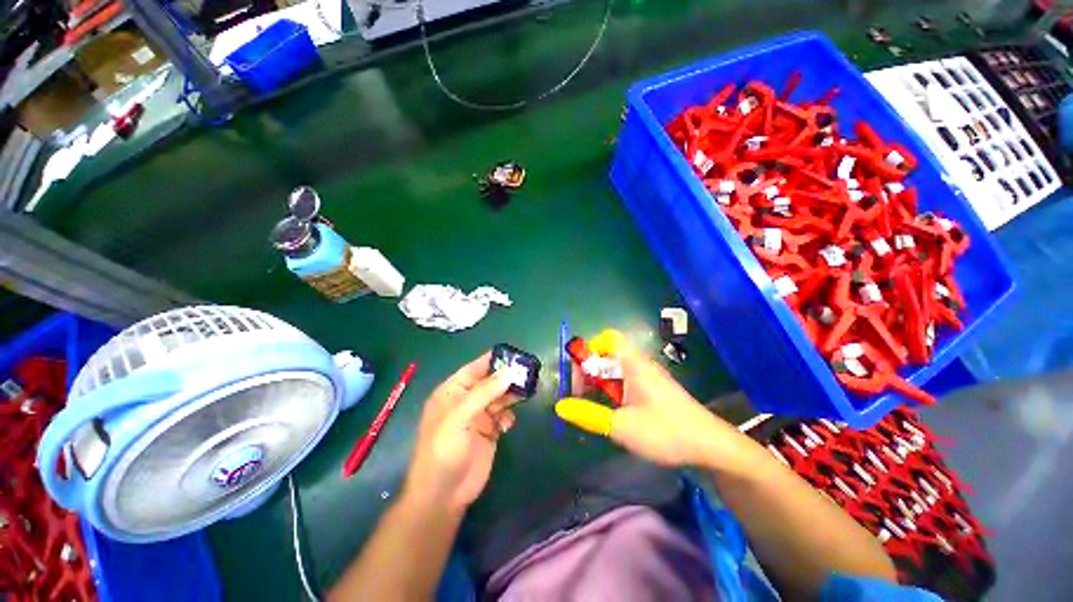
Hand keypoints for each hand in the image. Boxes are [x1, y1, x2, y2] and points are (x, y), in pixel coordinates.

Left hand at [403, 353, 518, 512]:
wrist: (444, 495)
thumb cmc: (444, 450)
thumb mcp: (460, 417)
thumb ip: (484, 392)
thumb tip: (509, 371)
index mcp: (453, 391)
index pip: (475, 368)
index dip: (493, 360)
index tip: (515, 354)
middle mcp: (467, 400)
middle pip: (491, 381)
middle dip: (507, 377)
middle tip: (528, 373)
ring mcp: (479, 416)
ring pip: (500, 397)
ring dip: (512, 394)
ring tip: (527, 392)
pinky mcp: (490, 430)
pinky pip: (504, 415)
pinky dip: (509, 416)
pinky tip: (508, 424)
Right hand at [556, 330, 729, 467]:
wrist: (711, 447)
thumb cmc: (666, 431)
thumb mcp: (622, 426)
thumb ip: (589, 415)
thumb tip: (559, 406)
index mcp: (633, 364)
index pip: (608, 338)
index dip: (590, 348)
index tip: (579, 372)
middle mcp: (639, 365)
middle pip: (607, 354)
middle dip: (589, 370)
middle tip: (578, 395)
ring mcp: (646, 378)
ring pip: (614, 370)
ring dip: (599, 383)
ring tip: (590, 405)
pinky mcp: (651, 391)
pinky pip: (624, 382)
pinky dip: (611, 391)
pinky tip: (610, 412)